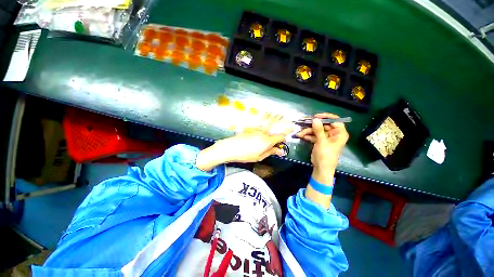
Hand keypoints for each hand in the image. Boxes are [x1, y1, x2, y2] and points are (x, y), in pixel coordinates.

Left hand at [196, 114, 292, 170]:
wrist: (230, 148)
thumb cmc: (245, 155)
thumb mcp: (259, 157)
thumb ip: (270, 152)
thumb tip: (280, 151)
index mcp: (267, 141)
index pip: (280, 136)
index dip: (286, 134)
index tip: (291, 131)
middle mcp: (263, 133)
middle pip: (275, 126)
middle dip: (282, 123)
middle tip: (288, 120)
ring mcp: (256, 129)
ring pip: (268, 122)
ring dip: (275, 117)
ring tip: (280, 113)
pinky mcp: (251, 127)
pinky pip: (260, 121)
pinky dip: (265, 117)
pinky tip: (266, 114)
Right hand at [296, 113, 348, 182]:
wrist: (321, 168)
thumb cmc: (326, 156)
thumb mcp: (322, 142)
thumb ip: (318, 130)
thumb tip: (315, 119)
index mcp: (339, 133)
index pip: (335, 121)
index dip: (326, 117)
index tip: (316, 116)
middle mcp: (333, 134)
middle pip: (323, 125)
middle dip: (312, 125)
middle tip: (303, 122)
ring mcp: (326, 137)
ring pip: (316, 130)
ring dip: (307, 131)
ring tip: (299, 134)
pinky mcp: (319, 141)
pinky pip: (313, 135)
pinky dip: (308, 136)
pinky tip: (301, 136)